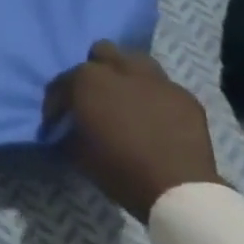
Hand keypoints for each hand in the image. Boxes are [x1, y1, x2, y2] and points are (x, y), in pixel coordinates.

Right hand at [43, 42, 221, 221]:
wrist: (178, 191)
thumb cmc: (120, 170)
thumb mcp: (78, 154)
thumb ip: (68, 132)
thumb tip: (66, 129)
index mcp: (88, 80)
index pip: (62, 82)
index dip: (58, 102)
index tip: (59, 119)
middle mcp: (120, 69)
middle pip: (102, 52)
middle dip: (96, 69)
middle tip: (96, 97)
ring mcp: (157, 80)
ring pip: (136, 60)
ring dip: (128, 74)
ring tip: (128, 98)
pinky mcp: (185, 96)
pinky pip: (165, 88)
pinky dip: (157, 98)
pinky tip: (157, 118)